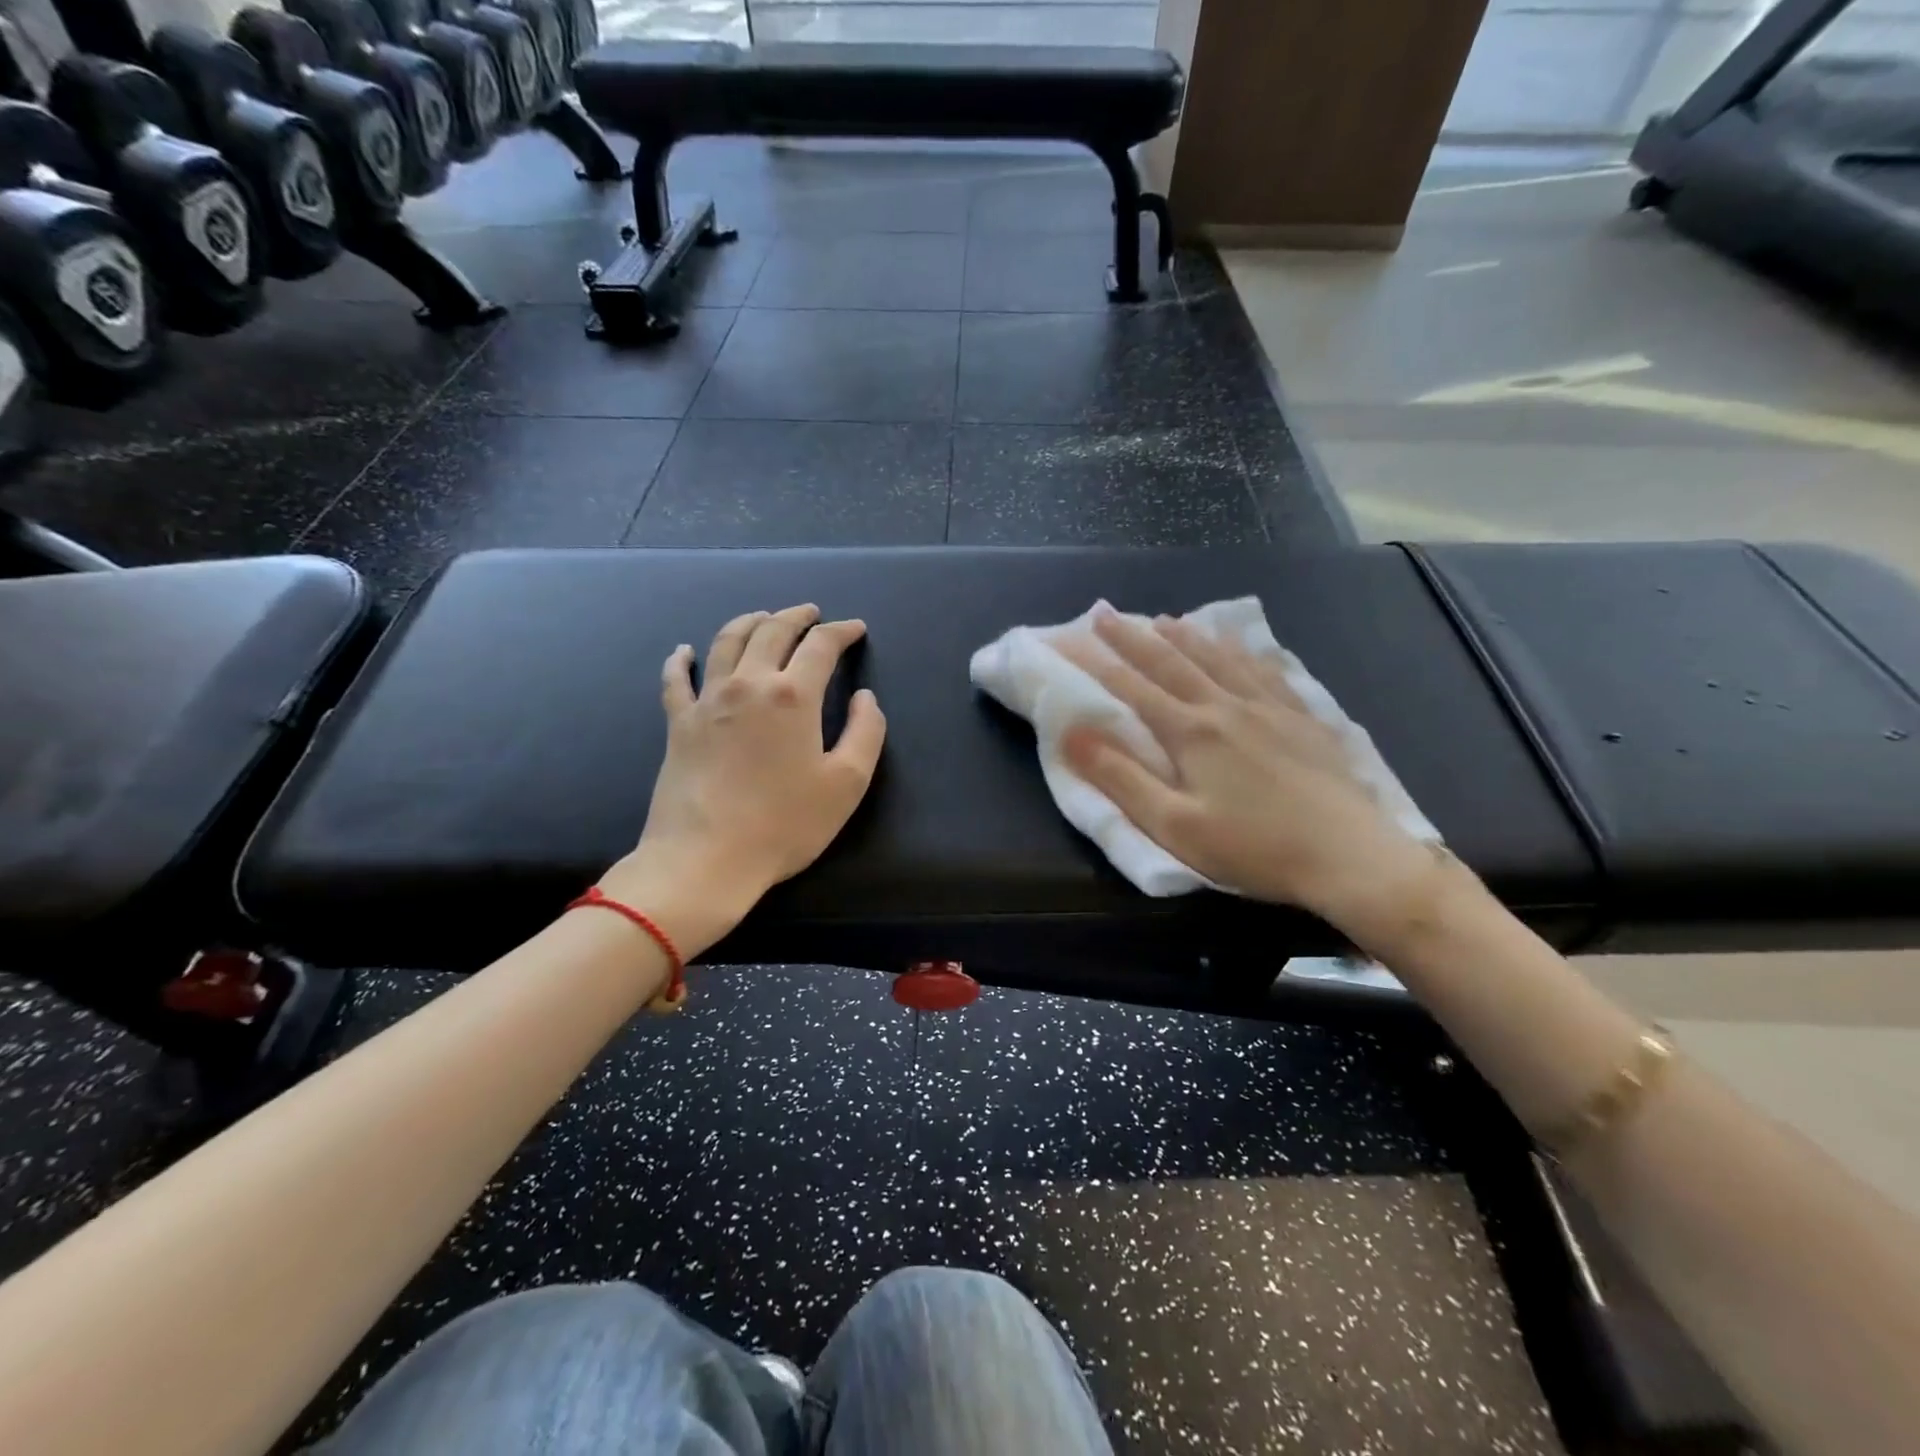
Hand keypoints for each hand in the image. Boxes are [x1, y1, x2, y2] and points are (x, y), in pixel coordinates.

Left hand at [599, 604, 885, 957]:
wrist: (706, 859)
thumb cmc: (785, 824)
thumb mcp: (847, 783)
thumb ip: (866, 732)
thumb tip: (865, 698)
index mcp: (793, 695)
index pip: (820, 646)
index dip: (841, 632)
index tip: (855, 629)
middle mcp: (748, 684)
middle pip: (771, 631)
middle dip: (796, 616)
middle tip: (811, 613)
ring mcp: (707, 701)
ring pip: (726, 642)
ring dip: (749, 622)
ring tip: (763, 616)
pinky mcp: (678, 724)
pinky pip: (677, 679)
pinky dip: (681, 659)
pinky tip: (684, 650)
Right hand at [1058, 609, 1448, 946]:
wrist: (1348, 855)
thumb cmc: (1253, 847)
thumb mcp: (1173, 825)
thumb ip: (1120, 778)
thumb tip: (1072, 735)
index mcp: (1191, 732)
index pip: (1133, 688)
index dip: (1098, 661)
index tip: (1071, 638)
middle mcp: (1225, 706)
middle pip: (1171, 662)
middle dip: (1133, 637)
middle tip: (1105, 613)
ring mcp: (1268, 707)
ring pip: (1218, 658)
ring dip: (1185, 636)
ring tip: (1164, 619)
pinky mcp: (1302, 717)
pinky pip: (1265, 669)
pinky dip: (1241, 650)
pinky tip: (1237, 644)